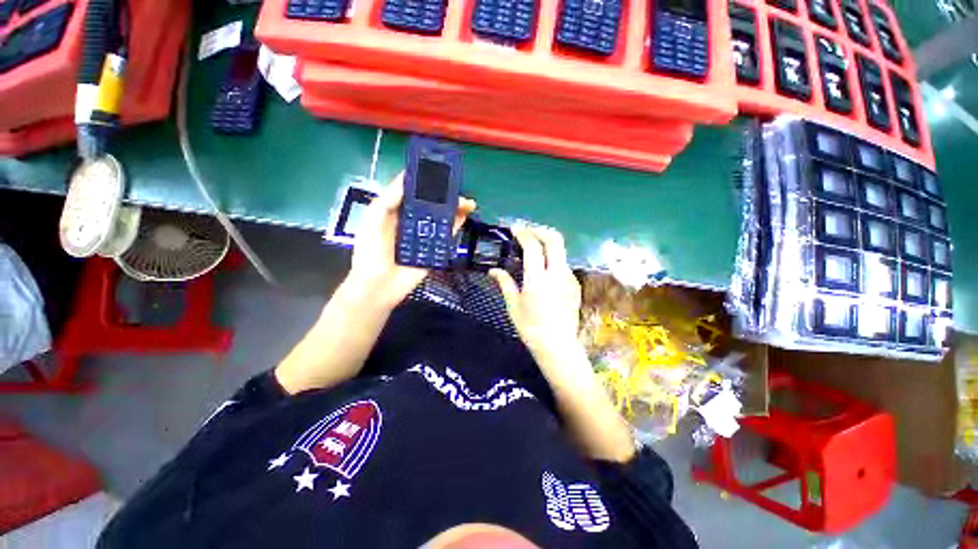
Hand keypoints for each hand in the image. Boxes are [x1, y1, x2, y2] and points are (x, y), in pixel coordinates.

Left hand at [347, 172, 475, 308]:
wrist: (378, 287)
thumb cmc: (370, 253)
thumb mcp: (373, 220)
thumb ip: (388, 200)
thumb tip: (407, 177)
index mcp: (395, 213)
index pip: (413, 193)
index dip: (426, 182)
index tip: (439, 172)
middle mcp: (412, 223)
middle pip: (431, 205)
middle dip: (446, 196)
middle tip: (459, 188)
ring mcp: (424, 237)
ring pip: (442, 219)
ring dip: (455, 209)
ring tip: (468, 202)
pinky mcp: (434, 251)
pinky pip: (446, 236)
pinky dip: (456, 226)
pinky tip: (464, 216)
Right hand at [490, 226, 582, 363]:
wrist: (558, 346)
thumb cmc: (530, 327)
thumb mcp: (513, 305)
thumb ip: (504, 283)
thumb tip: (493, 270)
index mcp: (538, 279)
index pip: (533, 246)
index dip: (523, 233)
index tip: (514, 228)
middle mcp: (557, 273)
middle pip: (555, 239)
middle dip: (540, 230)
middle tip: (527, 232)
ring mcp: (569, 278)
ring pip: (561, 251)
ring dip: (547, 244)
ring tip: (534, 250)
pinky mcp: (575, 284)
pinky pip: (564, 264)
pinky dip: (553, 259)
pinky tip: (544, 270)